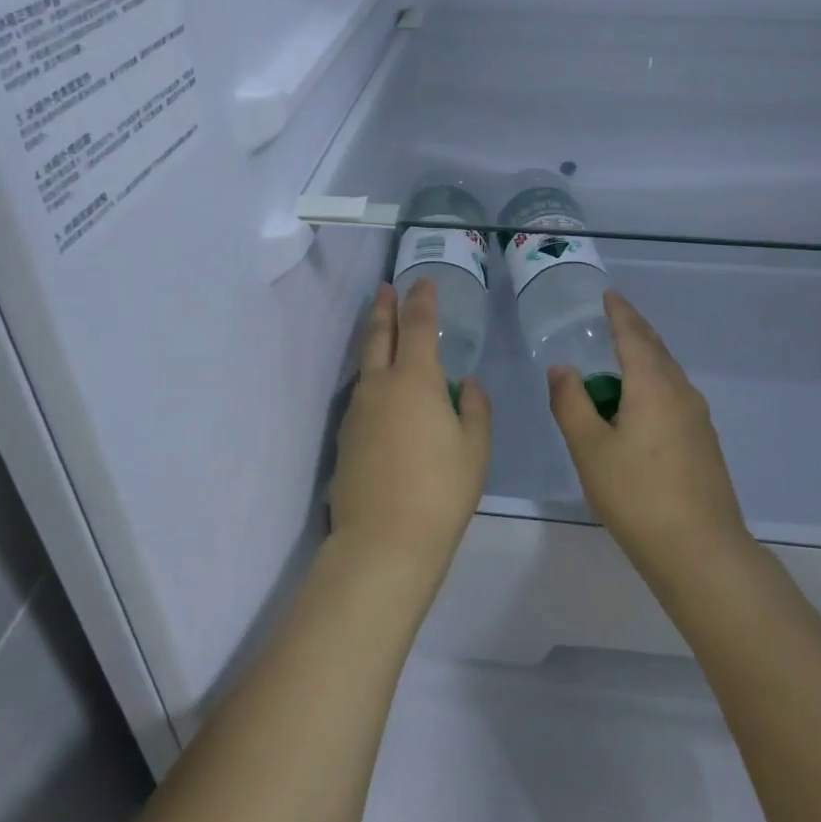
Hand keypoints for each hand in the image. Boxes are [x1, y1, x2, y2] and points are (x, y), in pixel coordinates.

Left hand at [329, 280, 491, 579]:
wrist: (383, 540)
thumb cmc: (441, 490)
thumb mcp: (475, 448)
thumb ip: (474, 409)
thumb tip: (465, 384)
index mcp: (416, 380)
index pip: (418, 324)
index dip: (422, 299)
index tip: (423, 281)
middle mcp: (380, 385)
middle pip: (379, 334)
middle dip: (384, 307)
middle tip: (386, 288)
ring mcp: (357, 410)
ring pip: (365, 363)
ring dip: (374, 340)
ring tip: (382, 330)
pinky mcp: (345, 436)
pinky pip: (361, 394)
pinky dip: (371, 378)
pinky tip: (381, 390)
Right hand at [548, 290, 752, 582]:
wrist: (700, 551)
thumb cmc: (637, 495)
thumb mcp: (590, 449)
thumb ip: (571, 403)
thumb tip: (563, 368)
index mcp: (653, 386)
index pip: (634, 336)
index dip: (620, 313)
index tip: (609, 295)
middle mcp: (681, 393)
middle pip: (656, 350)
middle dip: (635, 330)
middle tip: (615, 317)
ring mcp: (698, 419)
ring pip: (668, 374)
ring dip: (645, 359)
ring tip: (621, 359)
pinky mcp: (703, 443)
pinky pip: (674, 396)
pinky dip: (653, 384)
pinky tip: (640, 405)